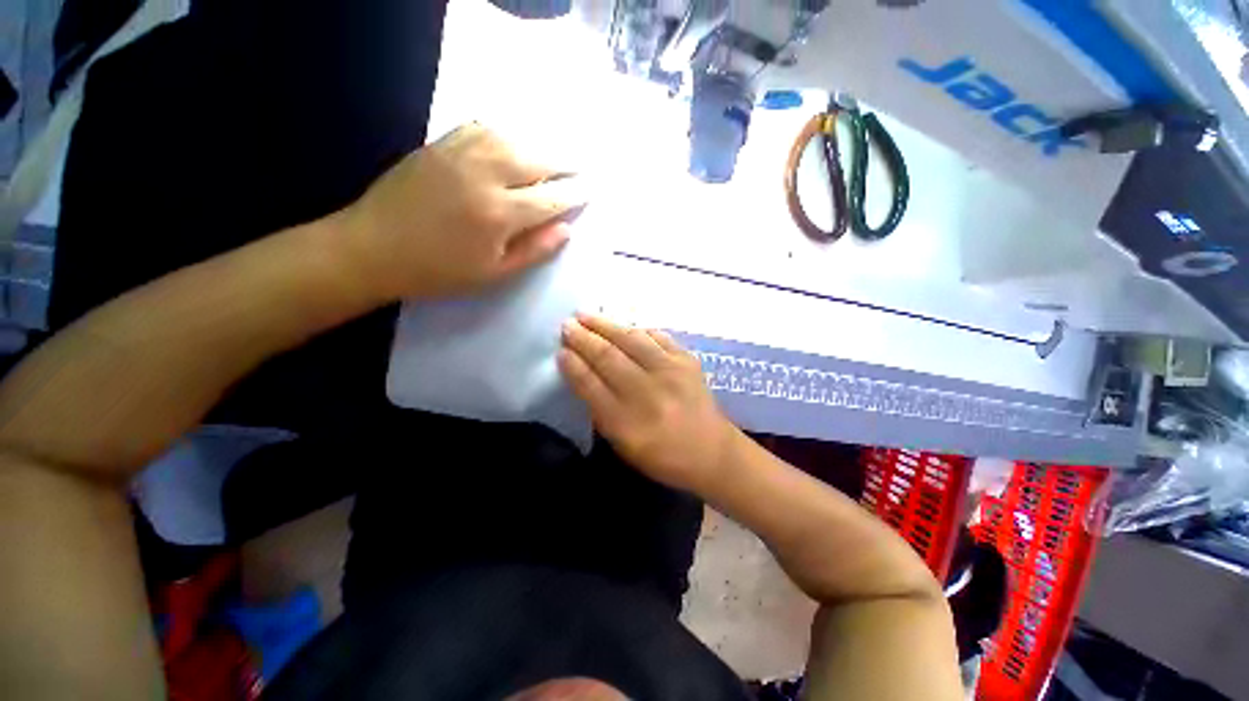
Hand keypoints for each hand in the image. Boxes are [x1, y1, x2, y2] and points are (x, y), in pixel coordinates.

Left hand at [336, 123, 584, 300]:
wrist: (372, 248)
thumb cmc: (438, 270)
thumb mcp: (493, 273)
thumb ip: (534, 250)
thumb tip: (566, 229)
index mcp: (499, 213)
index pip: (551, 198)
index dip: (575, 194)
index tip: (592, 190)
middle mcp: (484, 174)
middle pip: (537, 160)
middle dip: (565, 165)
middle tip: (581, 170)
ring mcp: (460, 152)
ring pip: (513, 138)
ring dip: (539, 147)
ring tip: (553, 158)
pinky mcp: (440, 144)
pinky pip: (483, 128)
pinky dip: (507, 134)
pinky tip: (514, 143)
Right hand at [559, 313, 740, 492]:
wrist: (713, 452)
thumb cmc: (663, 456)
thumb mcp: (623, 446)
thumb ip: (601, 412)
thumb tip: (584, 376)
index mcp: (627, 423)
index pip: (591, 386)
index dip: (573, 366)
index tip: (560, 351)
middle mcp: (647, 393)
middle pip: (609, 358)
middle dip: (584, 339)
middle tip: (567, 325)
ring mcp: (670, 373)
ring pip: (632, 340)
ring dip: (606, 326)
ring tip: (587, 315)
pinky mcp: (687, 361)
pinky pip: (658, 337)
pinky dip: (639, 330)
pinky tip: (626, 327)